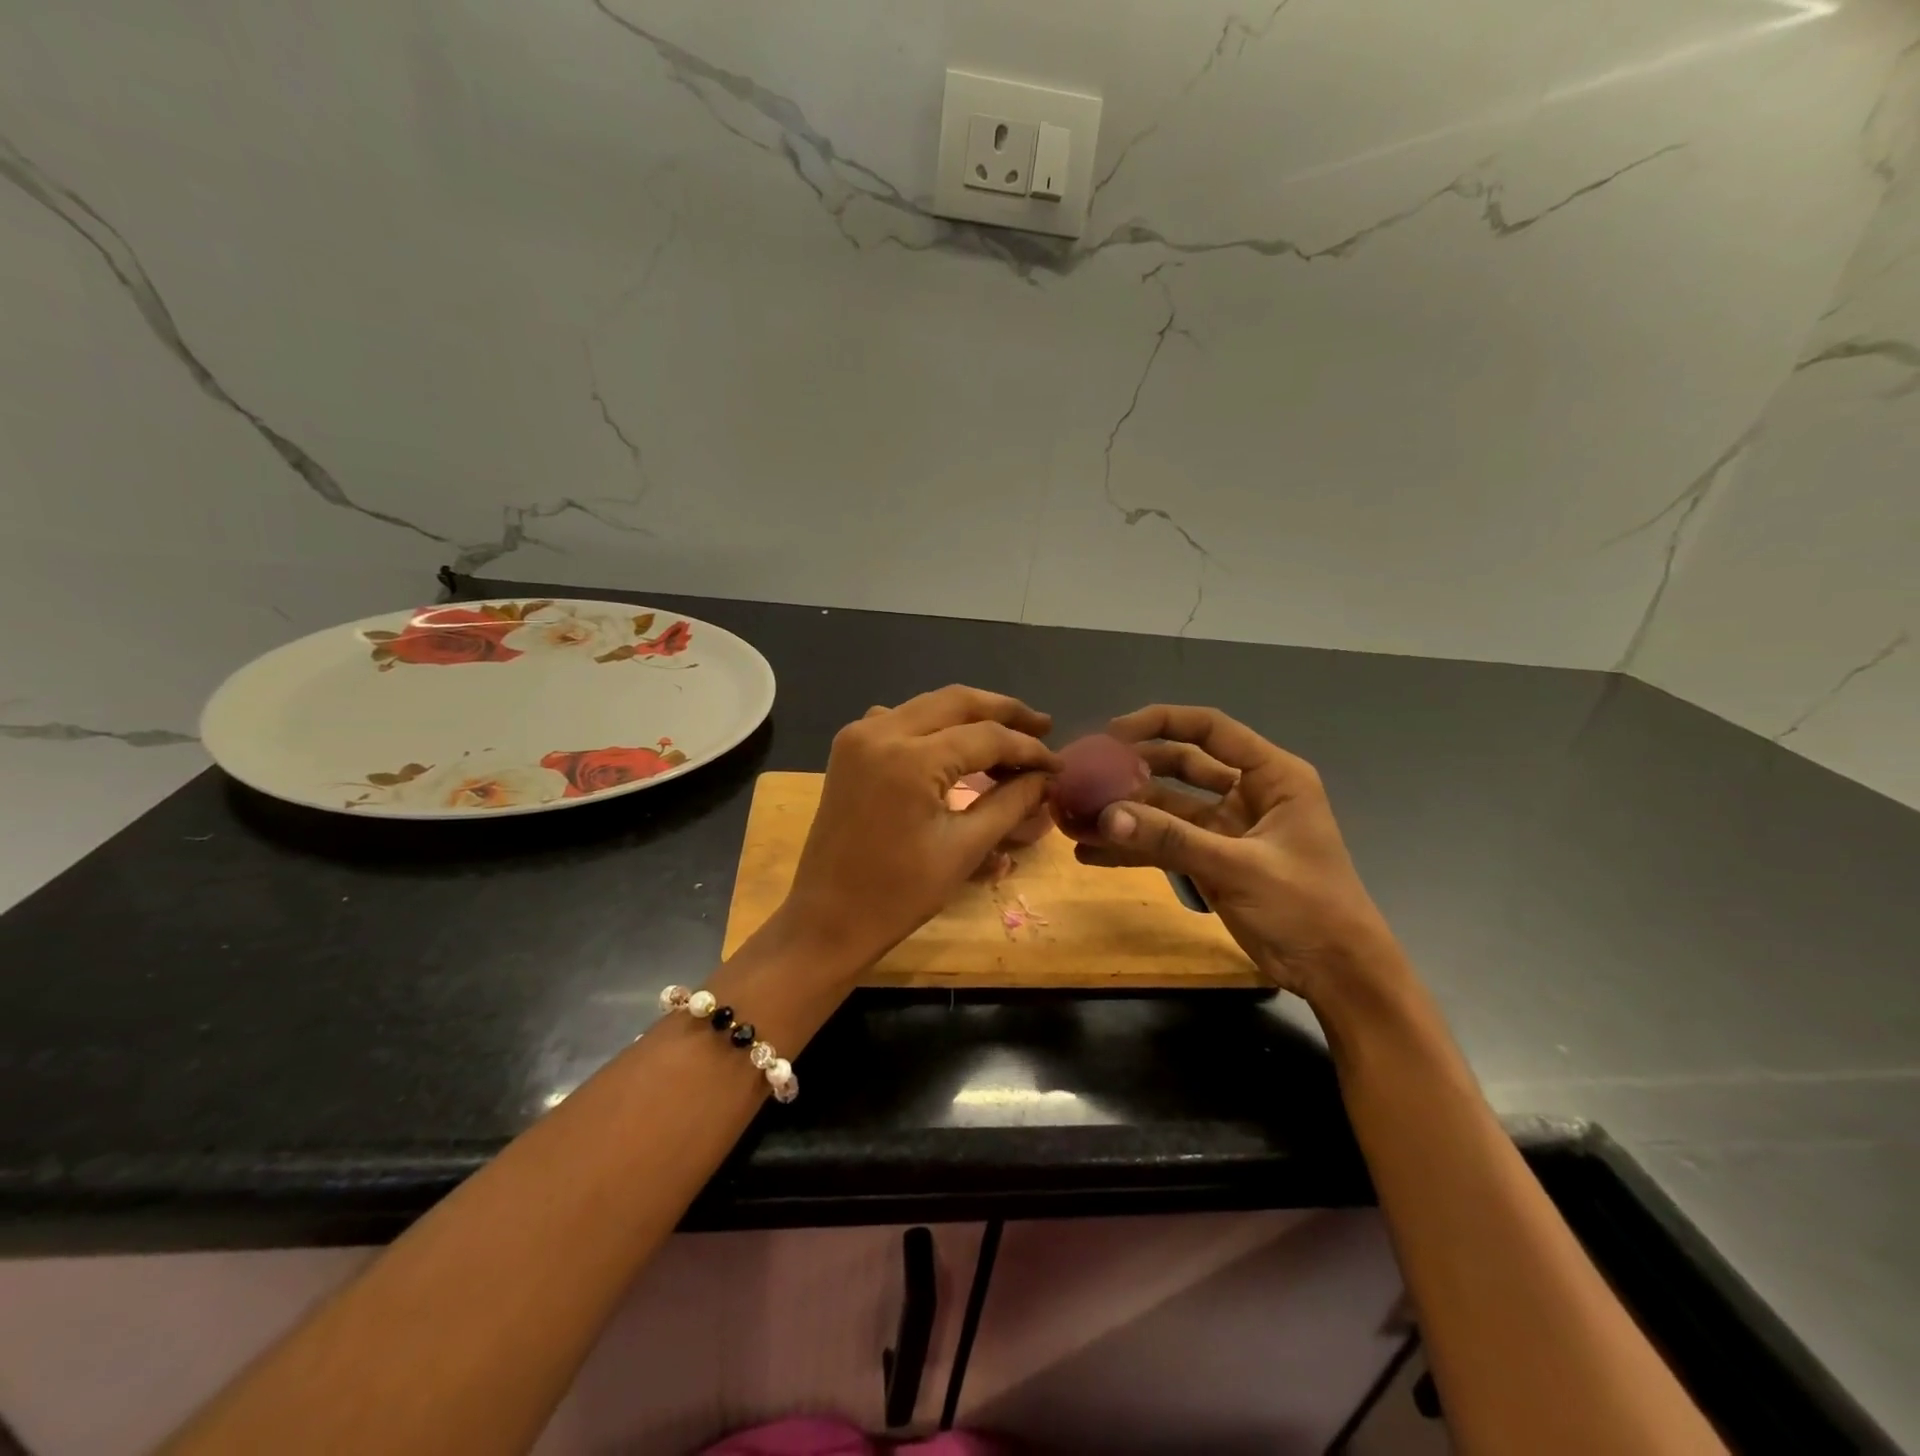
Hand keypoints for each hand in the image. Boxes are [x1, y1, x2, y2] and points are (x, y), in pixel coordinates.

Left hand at [777, 685, 1061, 973]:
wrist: (827, 919)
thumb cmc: (899, 894)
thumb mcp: (964, 848)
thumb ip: (1010, 802)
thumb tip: (1046, 778)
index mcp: (910, 758)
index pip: (986, 736)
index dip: (1028, 749)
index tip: (1058, 765)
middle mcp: (881, 731)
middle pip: (957, 702)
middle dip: (1005, 712)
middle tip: (1042, 728)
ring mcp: (859, 736)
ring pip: (929, 705)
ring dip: (970, 716)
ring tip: (1008, 738)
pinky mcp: (849, 749)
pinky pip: (901, 720)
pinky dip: (934, 725)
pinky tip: (955, 747)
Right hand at [1071, 705, 1405, 1008]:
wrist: (1338, 974)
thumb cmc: (1307, 907)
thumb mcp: (1239, 867)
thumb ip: (1172, 839)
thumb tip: (1106, 816)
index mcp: (1271, 776)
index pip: (1209, 729)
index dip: (1159, 723)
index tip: (1111, 734)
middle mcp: (1246, 792)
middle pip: (1179, 765)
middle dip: (1131, 769)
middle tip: (1084, 775)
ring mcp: (1226, 828)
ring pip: (1166, 807)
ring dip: (1125, 812)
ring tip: (1075, 817)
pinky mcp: (1212, 860)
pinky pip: (1165, 844)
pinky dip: (1133, 847)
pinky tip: (1091, 853)